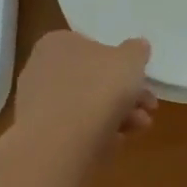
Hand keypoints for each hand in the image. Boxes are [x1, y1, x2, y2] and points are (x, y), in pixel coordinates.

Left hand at [13, 30, 156, 152]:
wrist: (60, 143)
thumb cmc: (97, 89)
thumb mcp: (129, 60)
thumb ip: (136, 51)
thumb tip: (137, 47)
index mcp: (58, 43)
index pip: (93, 46)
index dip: (122, 63)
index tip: (142, 79)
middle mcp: (42, 68)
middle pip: (93, 79)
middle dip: (125, 94)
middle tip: (148, 107)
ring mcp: (37, 104)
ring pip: (86, 105)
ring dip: (118, 114)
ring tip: (140, 127)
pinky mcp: (39, 135)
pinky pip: (75, 130)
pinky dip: (98, 133)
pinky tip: (117, 142)